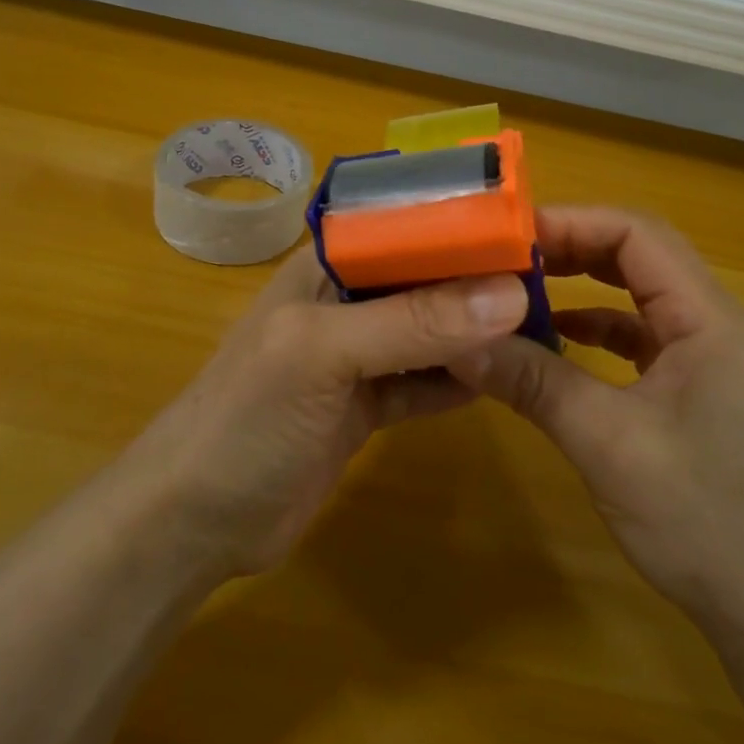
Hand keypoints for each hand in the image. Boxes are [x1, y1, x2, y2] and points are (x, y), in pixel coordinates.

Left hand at [125, 253, 528, 580]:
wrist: (193, 522)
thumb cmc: (248, 416)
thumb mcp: (324, 355)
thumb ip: (413, 322)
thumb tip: (510, 293)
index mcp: (326, 265)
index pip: (404, 224)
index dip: (460, 220)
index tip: (528, 226)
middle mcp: (345, 301)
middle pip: (423, 278)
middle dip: (478, 279)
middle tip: (551, 281)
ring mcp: (357, 357)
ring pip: (429, 332)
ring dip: (476, 331)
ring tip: (542, 326)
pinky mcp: (366, 406)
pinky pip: (424, 384)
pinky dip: (460, 382)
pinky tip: (505, 380)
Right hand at [447, 207, 743, 637]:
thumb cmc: (705, 520)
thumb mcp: (606, 443)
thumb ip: (534, 382)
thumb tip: (459, 342)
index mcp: (708, 319)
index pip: (637, 234)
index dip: (572, 222)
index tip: (510, 236)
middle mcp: (714, 325)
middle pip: (638, 257)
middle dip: (572, 250)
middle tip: (506, 259)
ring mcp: (709, 359)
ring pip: (639, 297)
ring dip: (583, 288)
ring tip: (521, 292)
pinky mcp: (698, 391)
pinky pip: (642, 338)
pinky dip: (597, 331)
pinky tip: (557, 344)